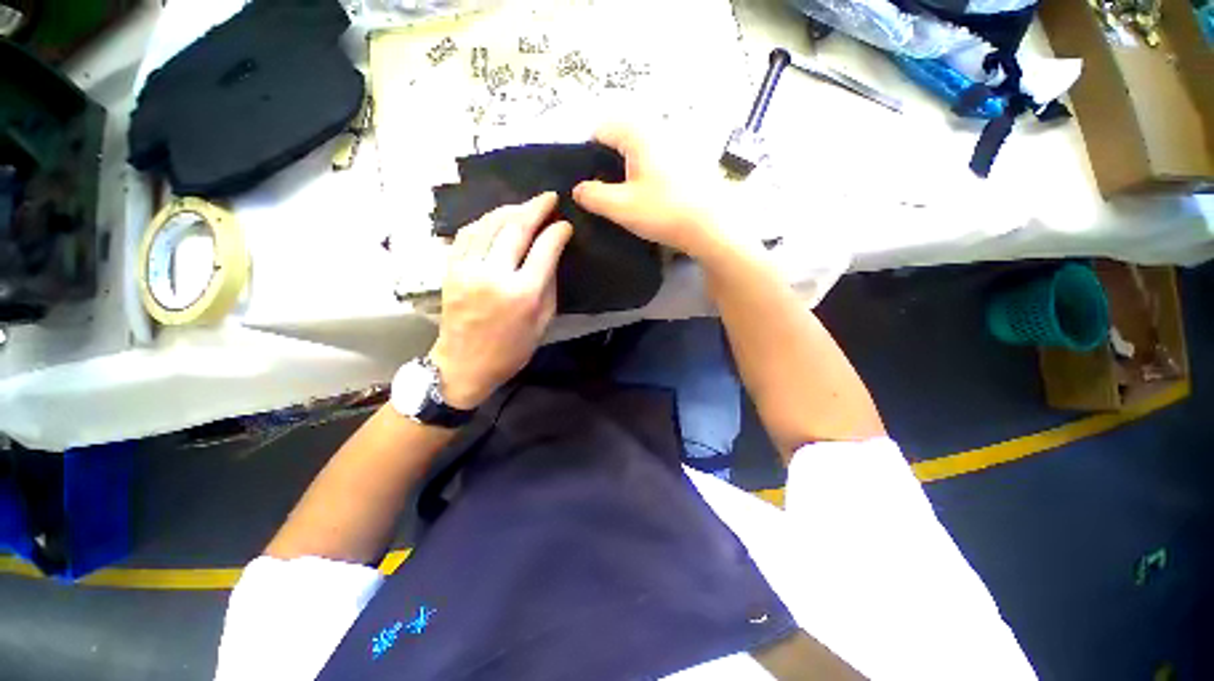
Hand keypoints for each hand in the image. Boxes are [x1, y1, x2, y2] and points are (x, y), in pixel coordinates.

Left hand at [428, 193, 572, 409]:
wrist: (464, 364)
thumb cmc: (511, 350)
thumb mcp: (543, 323)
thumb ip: (549, 286)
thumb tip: (551, 255)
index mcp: (524, 294)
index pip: (545, 249)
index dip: (557, 232)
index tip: (565, 224)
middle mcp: (495, 275)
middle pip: (517, 228)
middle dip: (536, 208)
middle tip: (549, 197)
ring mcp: (469, 269)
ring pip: (490, 224)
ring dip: (510, 209)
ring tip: (525, 205)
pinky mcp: (451, 269)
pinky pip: (467, 234)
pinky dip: (484, 220)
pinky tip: (496, 218)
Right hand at [573, 123, 726, 257]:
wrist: (713, 226)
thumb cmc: (664, 212)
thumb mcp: (621, 207)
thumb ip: (593, 196)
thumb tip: (578, 189)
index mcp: (638, 133)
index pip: (601, 129)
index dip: (588, 153)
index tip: (588, 181)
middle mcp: (659, 129)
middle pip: (622, 137)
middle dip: (609, 162)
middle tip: (606, 193)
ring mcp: (678, 143)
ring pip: (641, 149)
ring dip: (629, 169)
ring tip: (628, 199)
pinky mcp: (690, 160)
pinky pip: (658, 160)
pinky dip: (648, 174)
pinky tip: (651, 198)